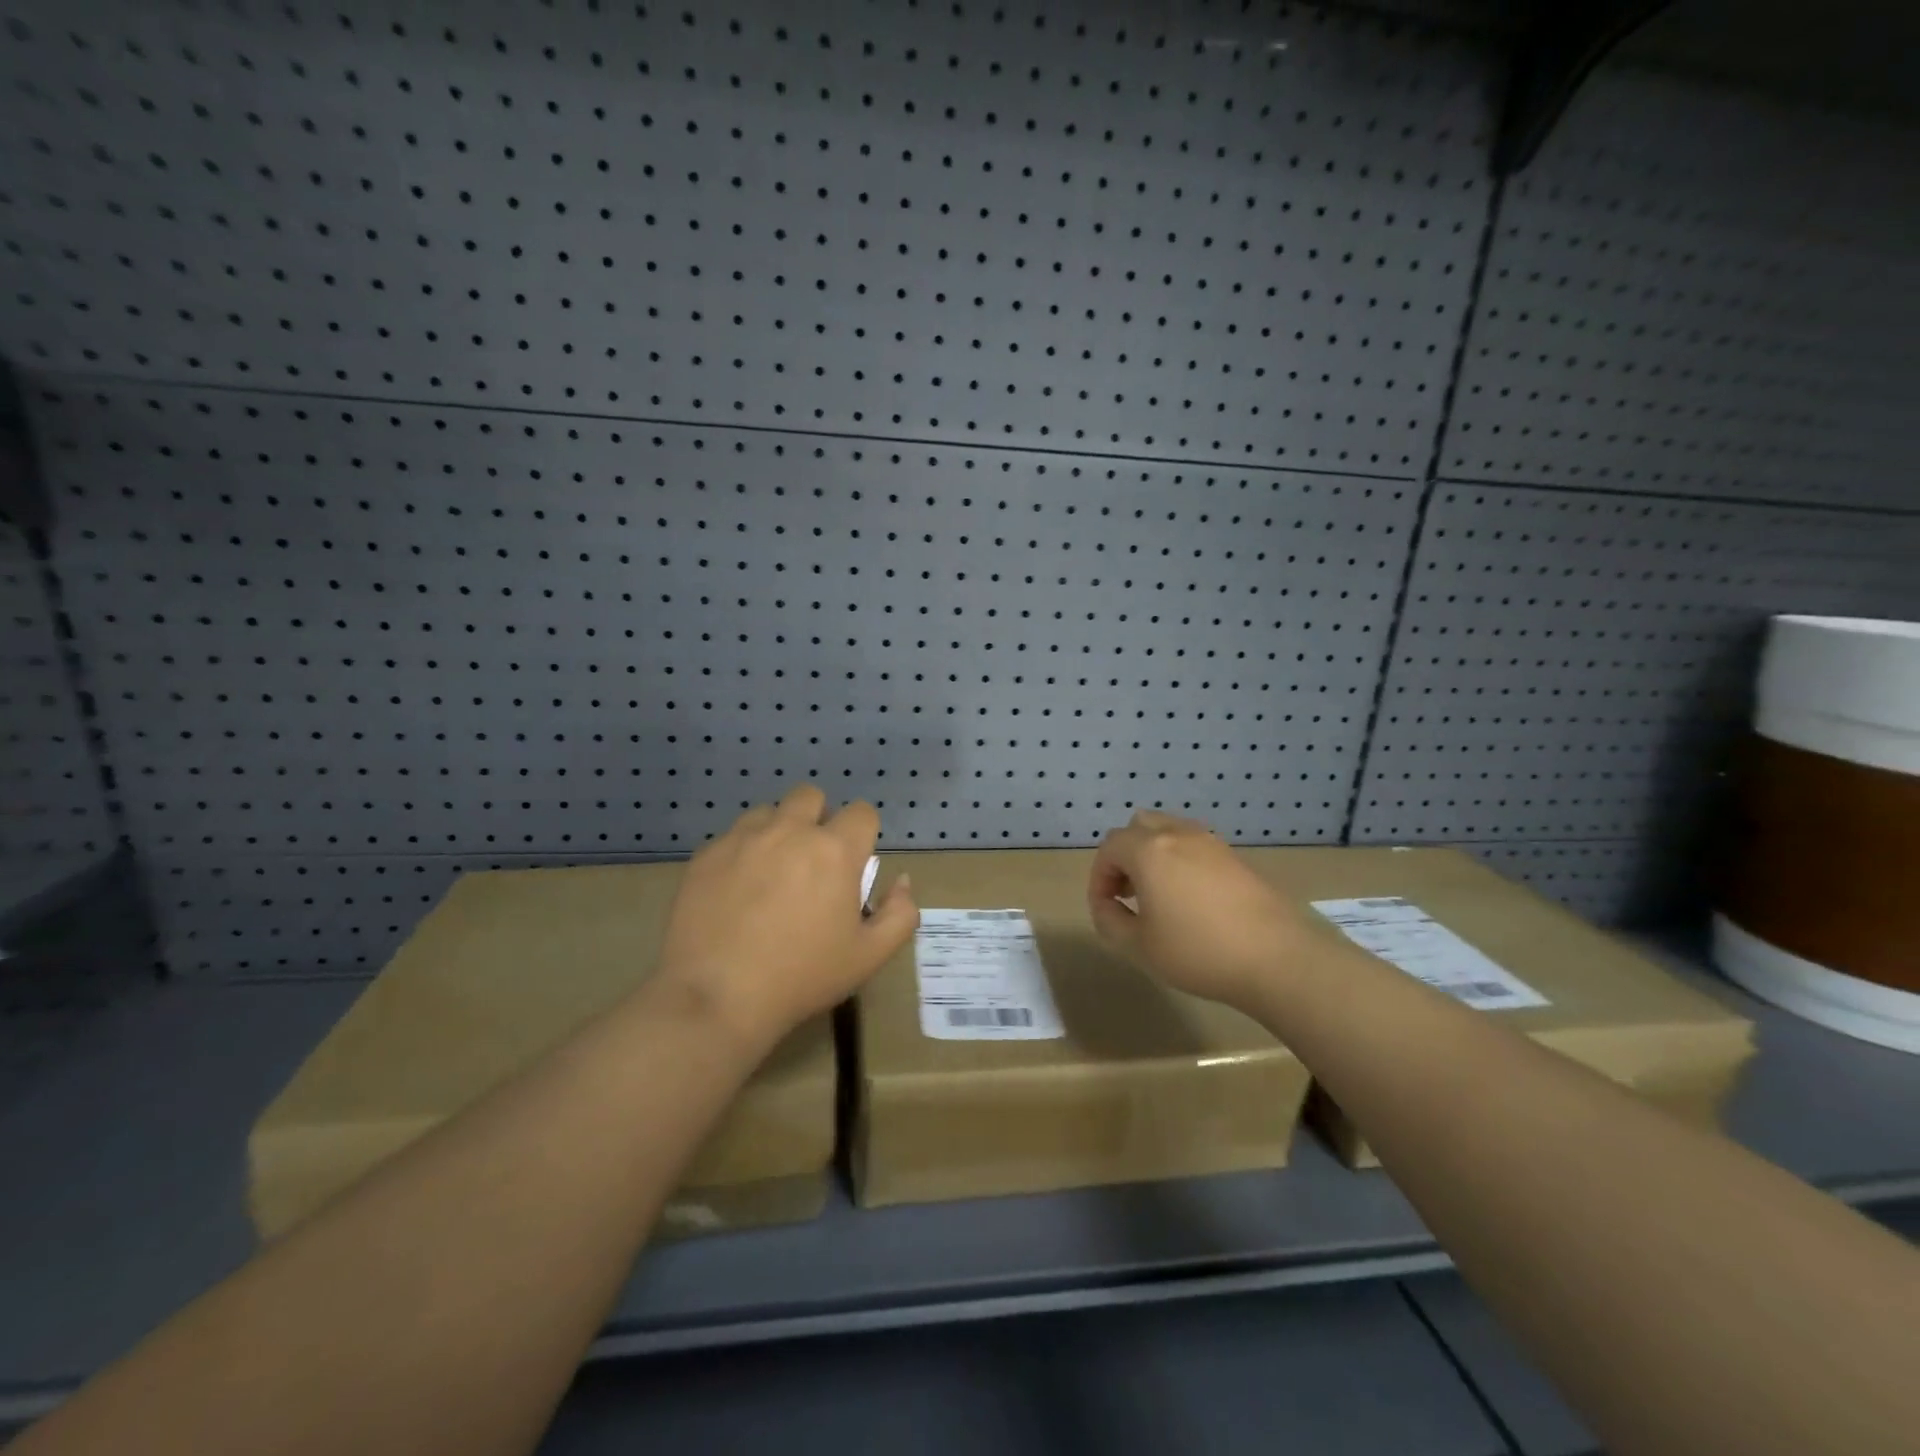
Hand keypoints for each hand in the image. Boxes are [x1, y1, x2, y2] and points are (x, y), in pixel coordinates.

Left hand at [653, 785, 917, 1048]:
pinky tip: (735, 892)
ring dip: (777, 832)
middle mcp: (790, 831)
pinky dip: (741, 854)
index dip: (862, 835)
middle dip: (818, 819)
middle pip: (811, 796)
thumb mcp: (869, 956)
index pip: (861, 813)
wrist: (717, 998)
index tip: (853, 865)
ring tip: (771, 873)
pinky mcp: (706, 855)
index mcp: (834, 850)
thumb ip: (899, 913)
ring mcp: (742, 839)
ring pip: (768, 813)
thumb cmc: (802, 977)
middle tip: (812, 862)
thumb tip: (901, 881)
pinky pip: (731, 837)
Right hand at [1087, 809, 1336, 1012]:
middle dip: (1124, 856)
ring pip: (1169, 832)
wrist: (1277, 958)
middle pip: (1138, 827)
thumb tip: (1106, 905)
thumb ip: (1109, 921)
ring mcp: (1211, 843)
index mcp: (1148, 850)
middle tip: (1127, 892)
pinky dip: (1181, 861)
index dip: (1098, 877)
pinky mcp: (1236, 858)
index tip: (1105, 908)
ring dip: (1153, 855)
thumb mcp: (1139, 946)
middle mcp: (1178, 835)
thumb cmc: (1198, 951)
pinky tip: (1190, 899)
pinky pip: (1195, 846)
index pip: (1109, 848)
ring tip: (1158, 894)